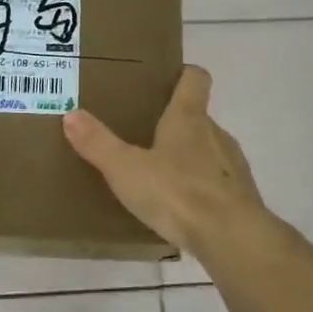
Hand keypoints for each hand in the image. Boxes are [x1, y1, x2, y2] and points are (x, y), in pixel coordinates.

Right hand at [63, 66, 265, 251]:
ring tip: (160, 173)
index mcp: (188, 118)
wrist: (233, 238)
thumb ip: (98, 143)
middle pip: (198, 116)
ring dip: (188, 156)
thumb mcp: (126, 169)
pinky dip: (201, 187)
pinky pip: (217, 182)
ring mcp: (232, 165)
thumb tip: (71, 114)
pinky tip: (181, 206)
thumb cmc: (178, 193)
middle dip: (175, 121)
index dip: (184, 73)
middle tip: (145, 133)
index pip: (195, 78)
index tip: (166, 77)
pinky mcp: (240, 196)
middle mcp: (215, 133)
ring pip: (209, 149)